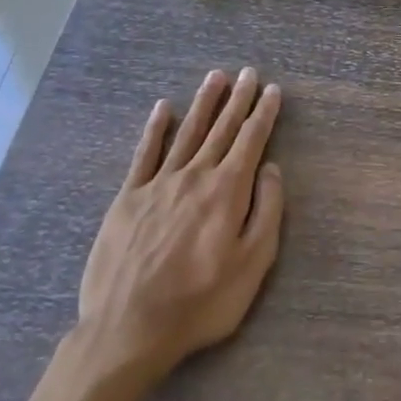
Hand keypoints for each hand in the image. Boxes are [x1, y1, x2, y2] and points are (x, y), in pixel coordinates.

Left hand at [74, 68, 283, 384]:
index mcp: (227, 191)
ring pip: (187, 133)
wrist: (129, 328)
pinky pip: (144, 154)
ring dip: (204, 103)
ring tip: (216, 77)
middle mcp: (194, 176)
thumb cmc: (201, 301)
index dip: (264, 114)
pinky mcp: (128, 198)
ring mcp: (158, 184)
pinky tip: (163, 108)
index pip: (251, 141)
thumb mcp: (253, 264)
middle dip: (238, 100)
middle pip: (221, 129)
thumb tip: (272, 169)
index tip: (273, 90)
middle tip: (249, 73)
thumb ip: (267, 212)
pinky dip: (155, 129)